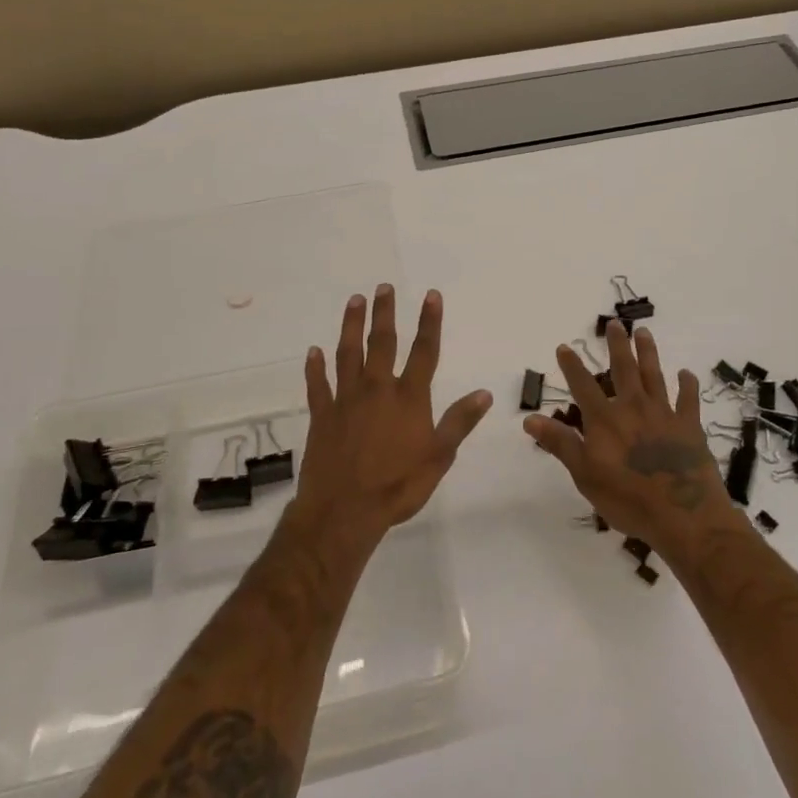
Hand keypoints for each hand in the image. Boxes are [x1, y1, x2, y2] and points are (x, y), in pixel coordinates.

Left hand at [288, 286, 492, 554]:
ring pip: (348, 354)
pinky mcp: (322, 415)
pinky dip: (315, 367)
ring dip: (351, 326)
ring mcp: (346, 400)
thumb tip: (484, 393)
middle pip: (382, 343)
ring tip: (354, 301)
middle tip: (383, 287)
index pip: (424, 351)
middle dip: (385, 313)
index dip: (429, 322)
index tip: (431, 295)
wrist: (344, 511)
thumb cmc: (398, 485)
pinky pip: (318, 385)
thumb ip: (459, 422)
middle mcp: (377, 389)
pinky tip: (313, 351)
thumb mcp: (439, 457)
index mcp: (409, 398)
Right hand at [523, 321, 741, 553]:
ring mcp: (664, 414)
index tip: (564, 346)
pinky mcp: (690, 426)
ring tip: (644, 333)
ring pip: (655, 375)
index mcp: (605, 420)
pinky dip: (687, 384)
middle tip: (616, 323)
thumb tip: (530, 418)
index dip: (572, 365)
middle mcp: (633, 408)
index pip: (583, 385)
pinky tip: (686, 373)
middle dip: (617, 345)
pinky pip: (688, 399)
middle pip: (624, 369)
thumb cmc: (628, 499)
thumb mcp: (584, 474)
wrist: (684, 514)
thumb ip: (560, 443)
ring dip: (648, 352)